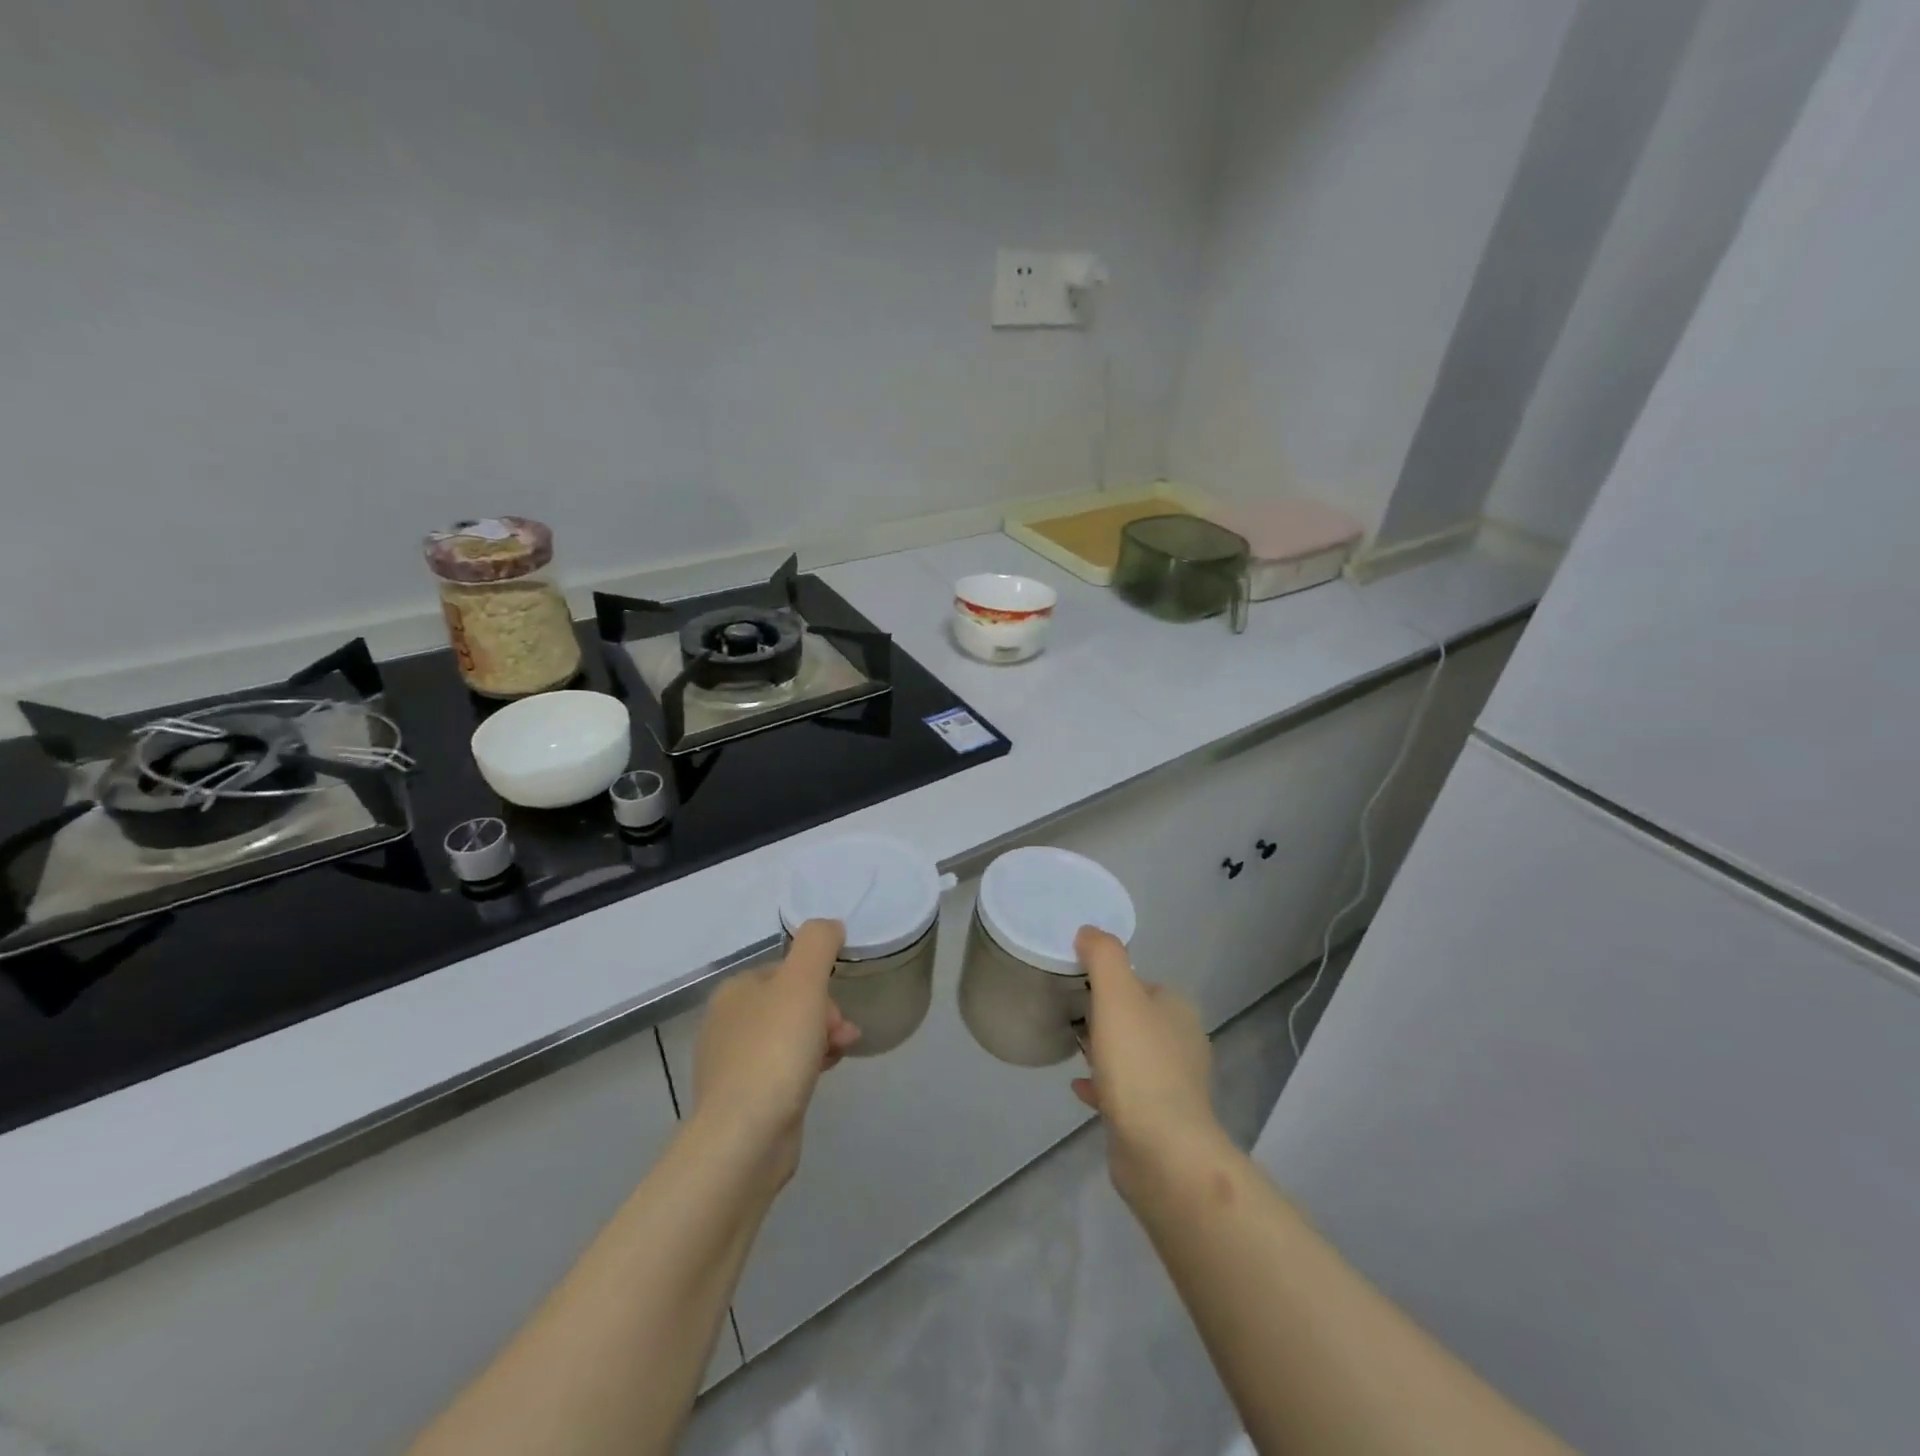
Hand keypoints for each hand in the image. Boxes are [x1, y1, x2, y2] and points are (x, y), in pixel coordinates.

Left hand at [691, 920, 861, 1187]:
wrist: (745, 1138)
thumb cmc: (774, 1050)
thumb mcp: (803, 982)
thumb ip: (818, 943)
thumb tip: (830, 925)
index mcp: (734, 991)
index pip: (787, 971)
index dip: (819, 983)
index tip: (838, 1005)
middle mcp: (726, 1023)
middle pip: (791, 1004)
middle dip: (825, 1014)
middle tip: (842, 1034)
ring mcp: (732, 1064)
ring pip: (790, 1037)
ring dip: (821, 1039)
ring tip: (840, 1055)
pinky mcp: (743, 1100)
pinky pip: (783, 1069)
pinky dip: (806, 1067)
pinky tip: (821, 1078)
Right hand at [1071, 927, 1224, 1202]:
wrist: (1162, 1151)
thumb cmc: (1139, 1065)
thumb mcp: (1117, 995)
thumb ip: (1104, 956)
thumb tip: (1090, 931)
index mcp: (1178, 1011)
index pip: (1142, 983)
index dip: (1110, 981)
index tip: (1079, 987)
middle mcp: (1183, 1043)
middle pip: (1136, 1019)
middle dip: (1107, 1017)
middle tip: (1072, 1018)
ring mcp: (1174, 1085)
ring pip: (1132, 1056)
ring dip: (1105, 1052)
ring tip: (1074, 1050)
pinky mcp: (1159, 1120)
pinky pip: (1125, 1092)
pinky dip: (1103, 1085)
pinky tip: (1079, 1088)